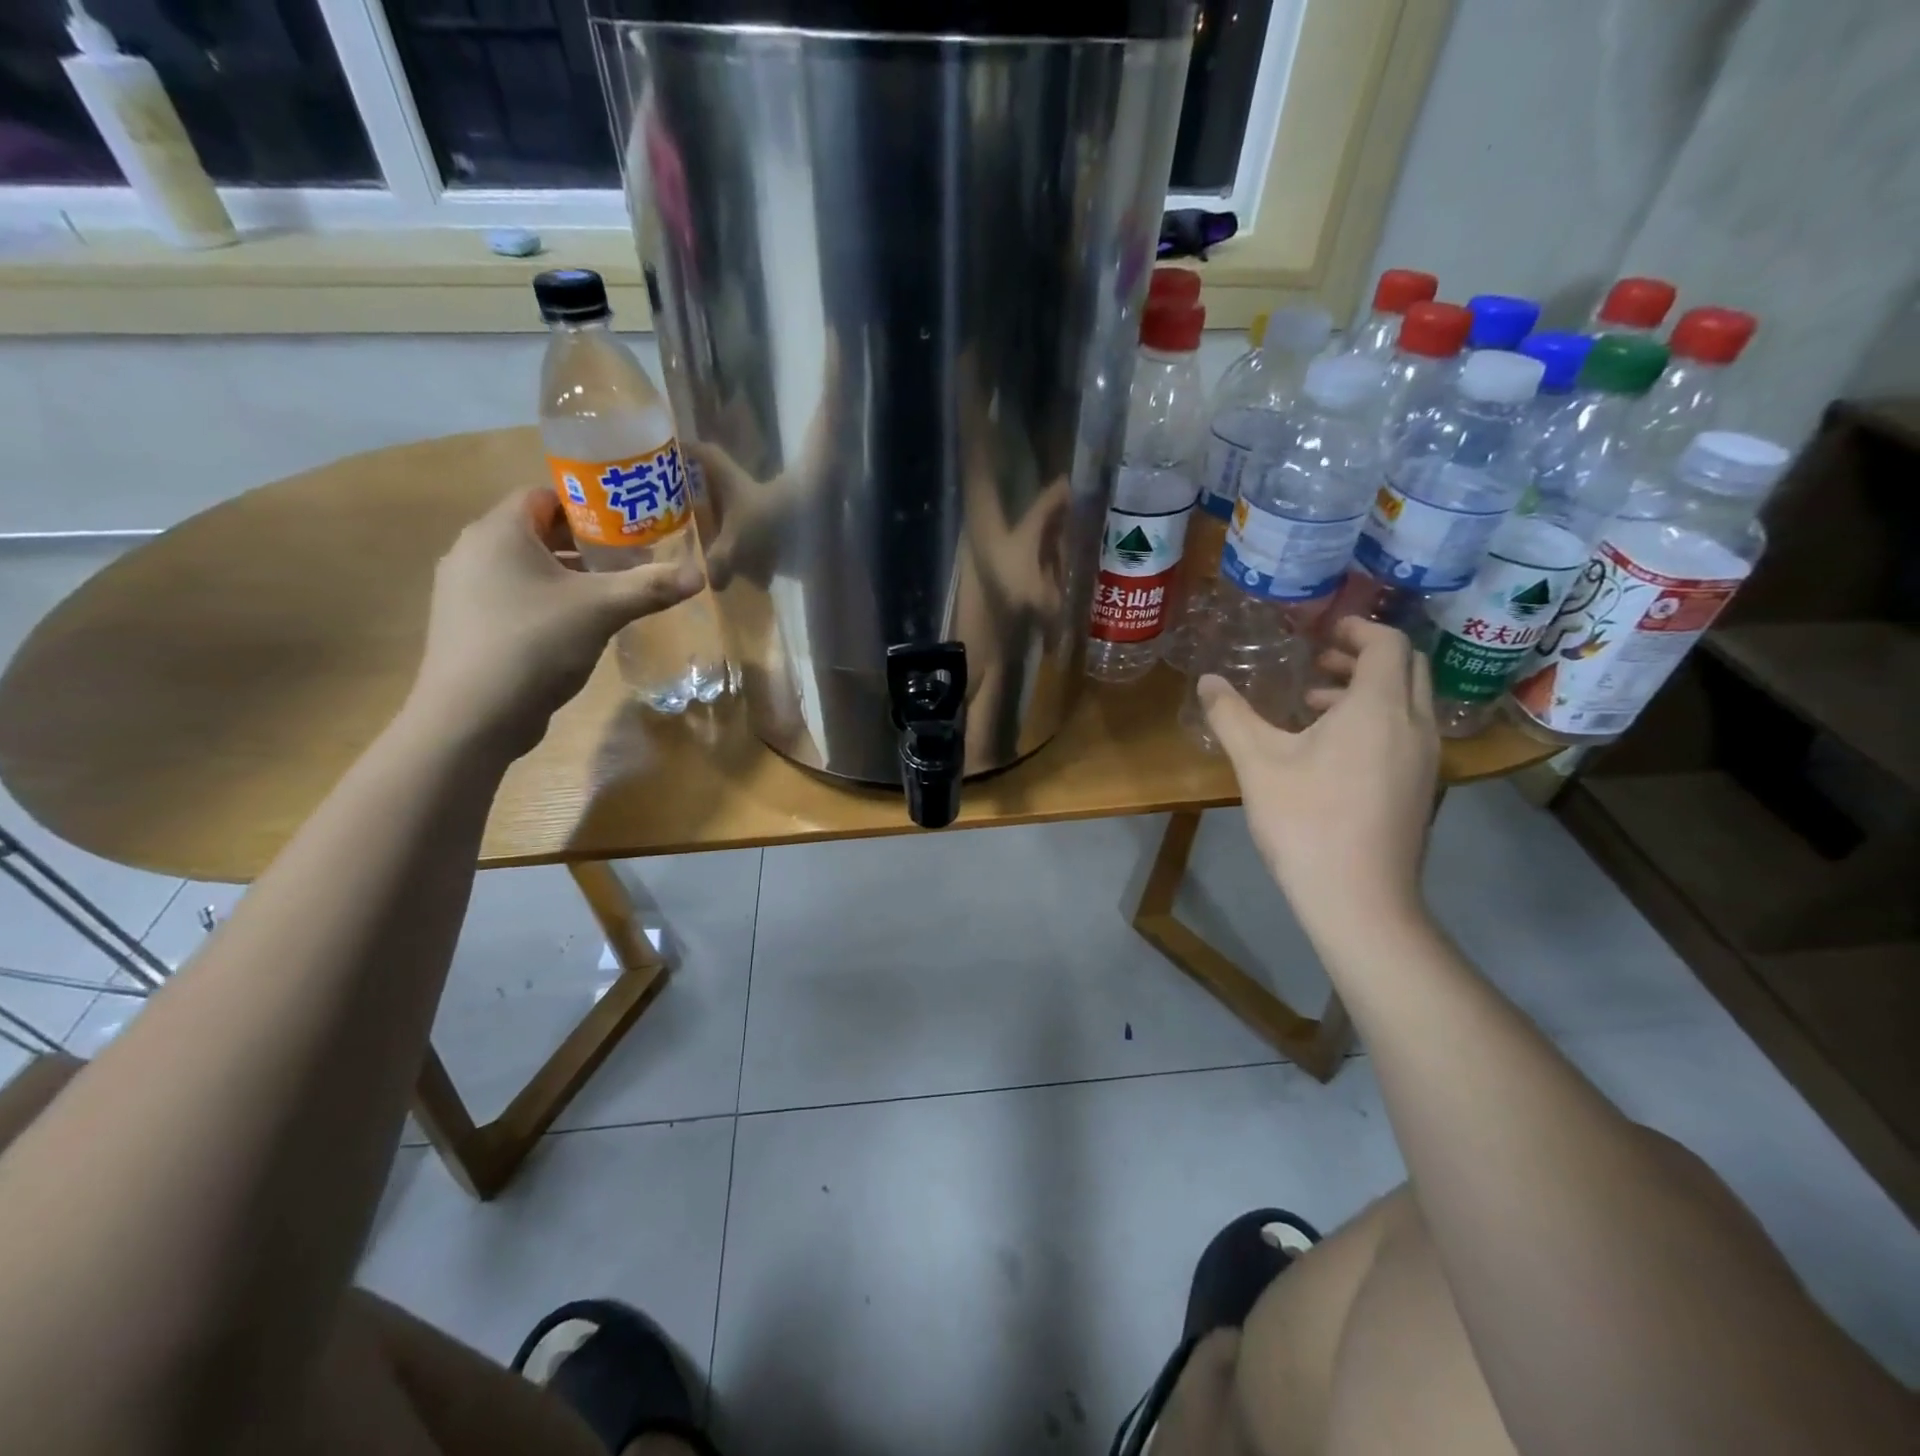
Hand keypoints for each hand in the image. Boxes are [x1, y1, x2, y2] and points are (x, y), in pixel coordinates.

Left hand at [407, 488, 700, 757]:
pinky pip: (514, 595)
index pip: (544, 495)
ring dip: (568, 574)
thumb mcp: (602, 610)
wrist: (472, 716)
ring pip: (526, 566)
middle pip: (537, 531)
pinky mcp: (469, 624)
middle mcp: (473, 551)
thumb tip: (700, 575)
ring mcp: (465, 590)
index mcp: (498, 532)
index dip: (588, 504)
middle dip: (586, 542)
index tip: (627, 524)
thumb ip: (651, 587)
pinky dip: (548, 599)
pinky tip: (578, 625)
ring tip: (611, 591)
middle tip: (631, 558)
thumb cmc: (535, 644)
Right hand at [1198, 617, 1438, 940]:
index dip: (1358, 627)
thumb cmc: (1306, 820)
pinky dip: (1378, 719)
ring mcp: (1425, 759)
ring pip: (1408, 702)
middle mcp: (1414, 725)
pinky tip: (1333, 749)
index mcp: (1378, 708)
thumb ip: (1231, 715)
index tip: (1325, 628)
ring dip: (1369, 689)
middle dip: (1364, 655)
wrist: (1359, 898)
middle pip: (1407, 667)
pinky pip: (1407, 731)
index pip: (1387, 644)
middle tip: (1319, 660)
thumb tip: (1207, 681)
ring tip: (1317, 703)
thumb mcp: (1257, 763)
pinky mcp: (1422, 788)